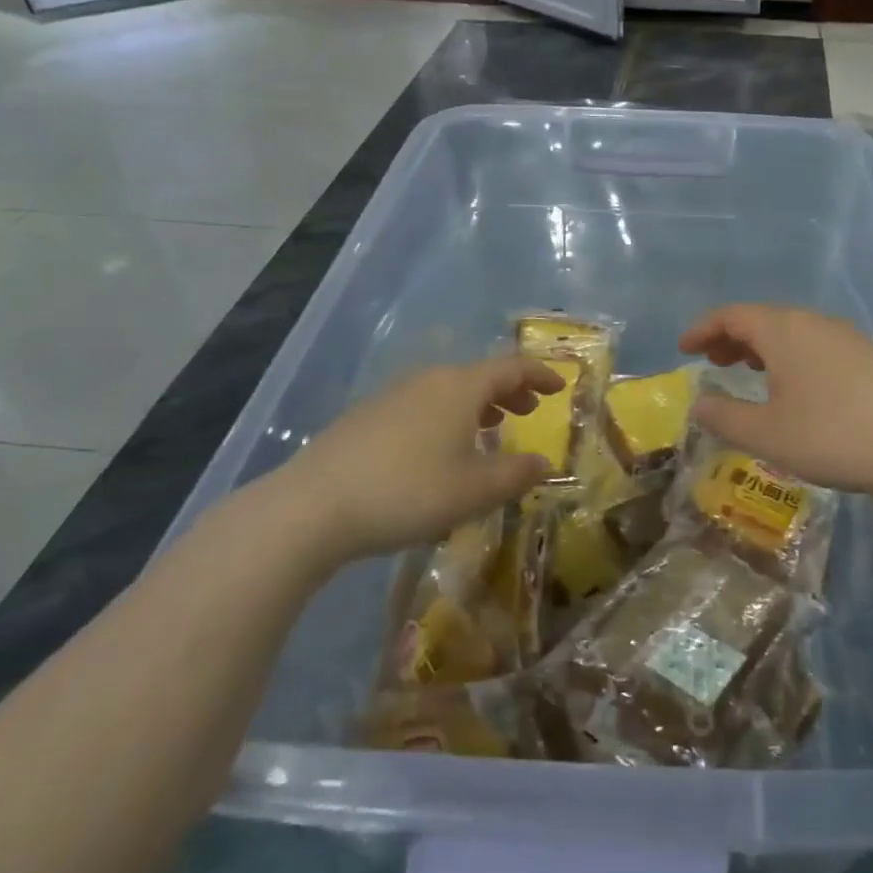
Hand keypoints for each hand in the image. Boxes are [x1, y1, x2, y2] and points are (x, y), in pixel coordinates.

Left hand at [274, 356, 563, 564]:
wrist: (313, 506)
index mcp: (461, 387)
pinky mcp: (368, 415)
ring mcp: (394, 394)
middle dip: (510, 390)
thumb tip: (545, 463)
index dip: (540, 374)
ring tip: (491, 427)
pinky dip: (448, 415)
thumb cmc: (408, 492)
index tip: (560, 387)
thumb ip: (517, 475)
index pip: (512, 366)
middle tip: (529, 409)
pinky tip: (440, 448)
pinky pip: (424, 403)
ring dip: (478, 404)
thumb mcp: (475, 491)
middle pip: (480, 374)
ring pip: (450, 389)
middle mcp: (429, 380)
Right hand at [678, 304, 872, 497]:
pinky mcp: (868, 356)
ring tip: (748, 371)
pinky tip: (795, 386)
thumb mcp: (767, 434)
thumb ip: (725, 416)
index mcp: (783, 331)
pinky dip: (790, 356)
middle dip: (732, 337)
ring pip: (791, 331)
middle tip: (712, 362)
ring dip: (762, 347)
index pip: (732, 315)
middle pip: (762, 318)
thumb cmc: (833, 436)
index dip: (703, 329)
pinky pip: (814, 344)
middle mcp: (813, 322)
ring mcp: (845, 337)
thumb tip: (698, 403)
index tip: (684, 348)